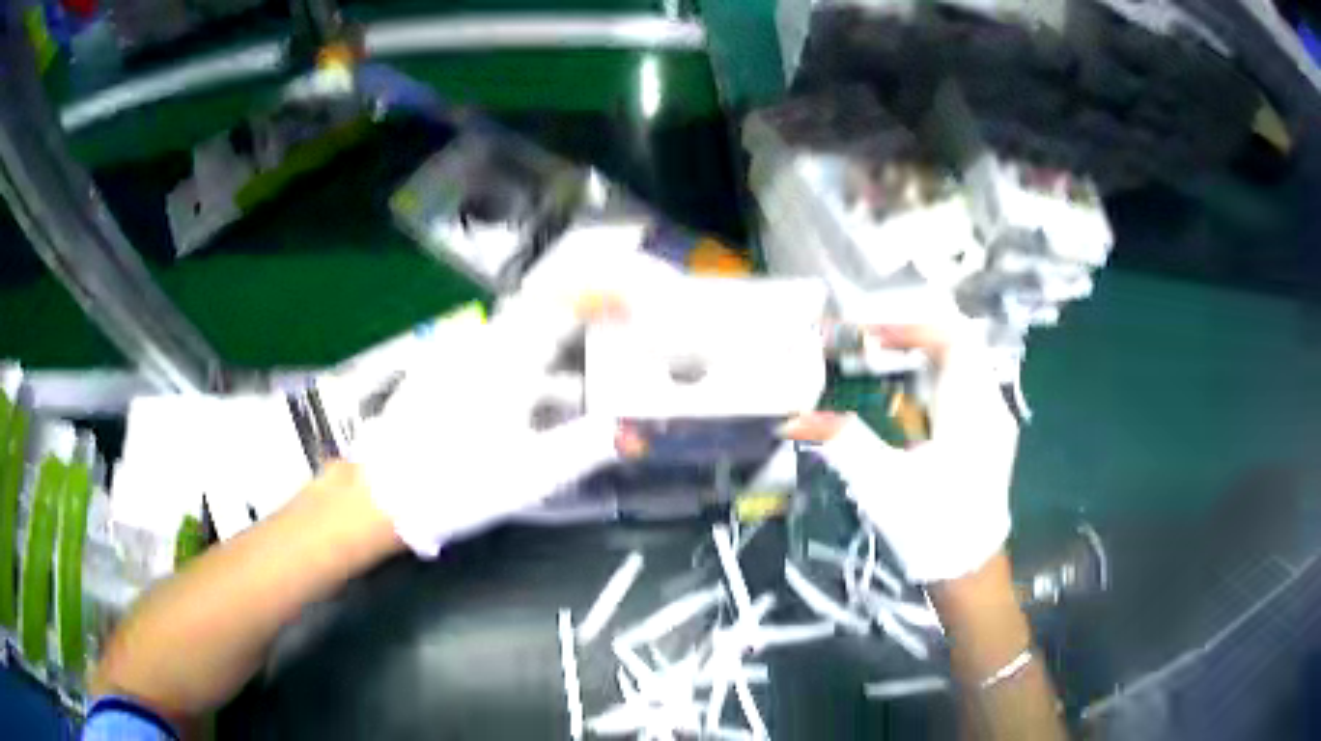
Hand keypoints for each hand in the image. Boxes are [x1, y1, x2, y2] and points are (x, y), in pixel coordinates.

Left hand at [352, 294, 639, 557]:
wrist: (384, 493)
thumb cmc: (458, 483)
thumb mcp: (530, 474)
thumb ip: (586, 448)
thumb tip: (631, 435)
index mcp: (506, 360)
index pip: (559, 305)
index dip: (597, 297)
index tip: (626, 307)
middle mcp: (479, 343)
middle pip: (537, 313)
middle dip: (574, 324)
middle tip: (603, 347)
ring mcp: (451, 353)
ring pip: (511, 333)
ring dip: (544, 349)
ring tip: (566, 386)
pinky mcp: (434, 368)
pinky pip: (486, 349)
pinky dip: (515, 360)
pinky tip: (516, 399)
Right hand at [782, 323, 1018, 582]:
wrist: (966, 569)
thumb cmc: (927, 526)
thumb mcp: (880, 483)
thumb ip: (841, 441)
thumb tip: (792, 419)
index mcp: (970, 411)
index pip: (950, 339)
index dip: (909, 328)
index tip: (870, 337)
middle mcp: (991, 406)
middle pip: (958, 345)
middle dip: (914, 338)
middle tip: (873, 347)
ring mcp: (997, 421)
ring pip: (966, 364)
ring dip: (926, 357)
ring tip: (886, 366)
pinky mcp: (994, 436)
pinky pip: (970, 385)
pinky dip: (939, 378)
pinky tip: (914, 400)